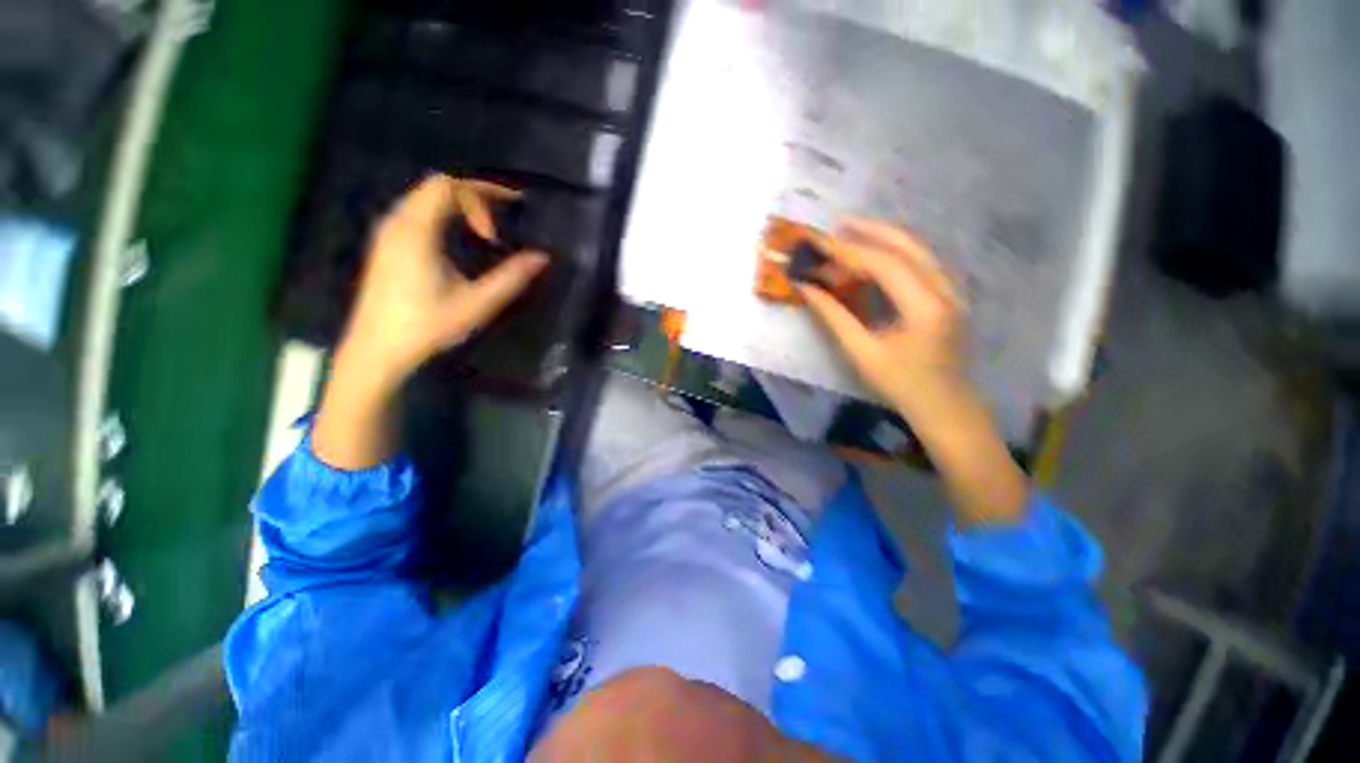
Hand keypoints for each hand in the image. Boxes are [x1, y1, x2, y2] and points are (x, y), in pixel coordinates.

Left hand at [314, 175, 546, 469]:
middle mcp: (398, 223)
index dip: (481, 196)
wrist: (377, 349)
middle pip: (435, 185)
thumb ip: (511, 278)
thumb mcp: (477, 304)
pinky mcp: (386, 245)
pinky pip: (416, 211)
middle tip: (504, 211)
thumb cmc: (427, 326)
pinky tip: (458, 237)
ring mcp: (388, 233)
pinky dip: (443, 213)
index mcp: (417, 232)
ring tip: (486, 224)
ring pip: (424, 197)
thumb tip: (541, 257)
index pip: (448, 187)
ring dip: (458, 202)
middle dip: (474, 193)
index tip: (498, 232)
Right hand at [799, 218, 966, 419]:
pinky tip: (877, 257)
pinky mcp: (949, 297)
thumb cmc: (901, 385)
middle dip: (872, 230)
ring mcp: (952, 292)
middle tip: (838, 224)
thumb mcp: (862, 352)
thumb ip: (833, 316)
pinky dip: (896, 254)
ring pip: (919, 251)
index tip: (820, 244)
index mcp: (925, 306)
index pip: (885, 264)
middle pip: (909, 245)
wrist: (945, 406)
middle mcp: (945, 290)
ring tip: (853, 234)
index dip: (849, 251)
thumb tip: (807, 289)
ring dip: (885, 239)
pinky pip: (922, 264)